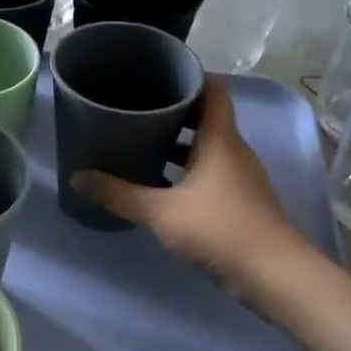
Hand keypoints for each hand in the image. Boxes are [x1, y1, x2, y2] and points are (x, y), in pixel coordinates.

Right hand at [73, 85, 304, 283]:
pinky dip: (185, 171)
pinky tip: (158, 183)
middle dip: (173, 113)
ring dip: (177, 145)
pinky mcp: (239, 201)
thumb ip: (118, 193)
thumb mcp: (160, 211)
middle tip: (136, 110)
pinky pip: (209, 173)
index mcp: (219, 139)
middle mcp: (233, 151)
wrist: (273, 274)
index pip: (213, 91)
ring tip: (140, 144)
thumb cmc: (218, 228)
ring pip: (206, 148)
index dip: (189, 78)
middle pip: (205, 118)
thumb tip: (77, 177)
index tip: (159, 76)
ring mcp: (239, 177)